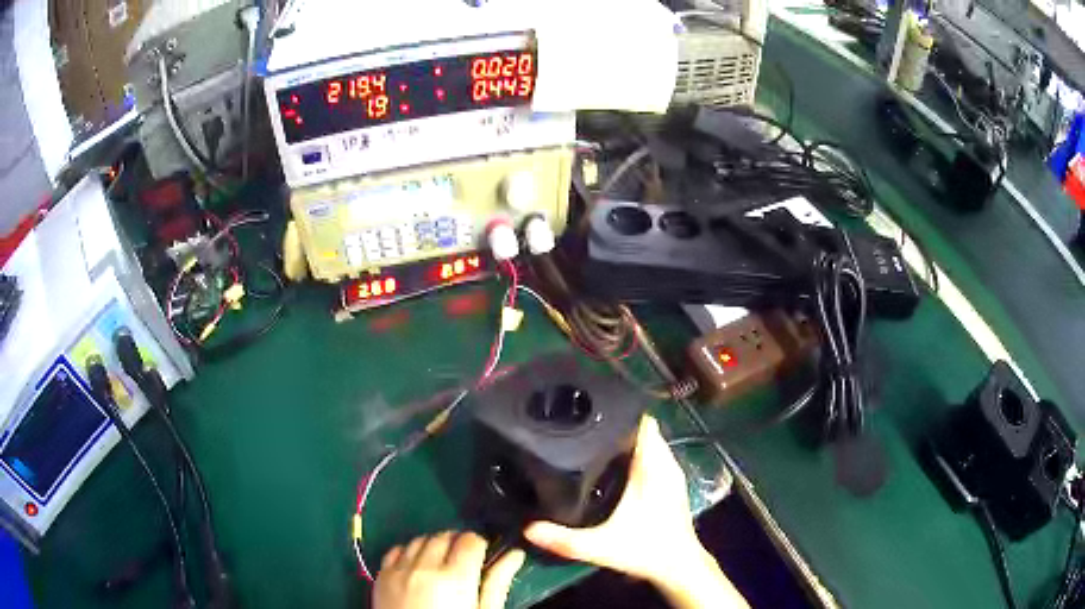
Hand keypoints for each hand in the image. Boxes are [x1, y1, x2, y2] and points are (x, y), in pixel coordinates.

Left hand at [373, 531, 524, 608]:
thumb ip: (498, 583)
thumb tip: (515, 555)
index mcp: (455, 578)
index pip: (470, 540)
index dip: (481, 544)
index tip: (484, 555)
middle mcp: (424, 567)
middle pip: (444, 536)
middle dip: (457, 543)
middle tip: (465, 562)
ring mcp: (399, 570)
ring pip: (419, 540)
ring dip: (433, 546)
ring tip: (441, 564)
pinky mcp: (381, 576)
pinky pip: (396, 550)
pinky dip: (409, 552)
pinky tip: (418, 566)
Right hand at [524, 416, 747, 608]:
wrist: (679, 566)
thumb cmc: (645, 550)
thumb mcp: (601, 547)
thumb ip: (564, 539)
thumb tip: (527, 529)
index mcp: (653, 469)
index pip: (643, 423)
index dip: (620, 412)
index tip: (593, 407)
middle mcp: (666, 465)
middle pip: (644, 430)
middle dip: (618, 424)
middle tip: (584, 425)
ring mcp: (672, 474)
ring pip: (651, 443)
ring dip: (628, 439)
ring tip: (594, 440)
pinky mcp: (672, 484)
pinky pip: (655, 456)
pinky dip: (637, 453)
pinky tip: (614, 464)